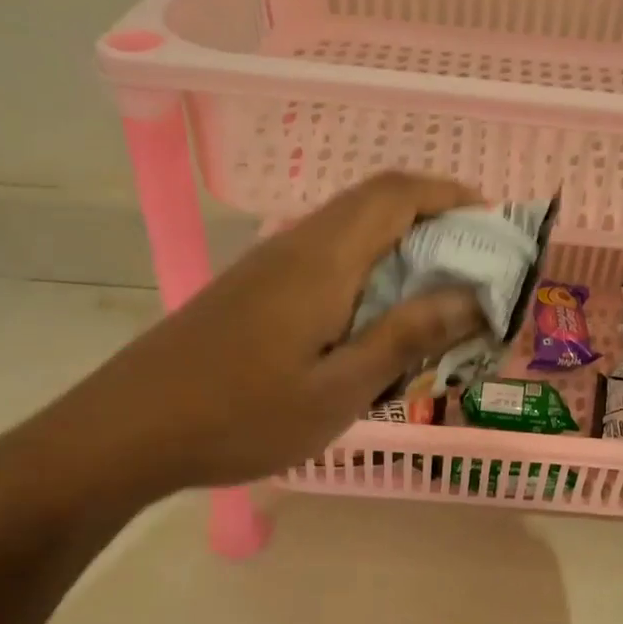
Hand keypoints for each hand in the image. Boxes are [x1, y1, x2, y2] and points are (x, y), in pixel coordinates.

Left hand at [36, 172, 486, 506]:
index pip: (397, 194)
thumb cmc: (241, 416)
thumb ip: (407, 336)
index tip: (494, 223)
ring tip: (437, 291)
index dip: (450, 195)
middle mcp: (298, 244)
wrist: (128, 429)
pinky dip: (369, 266)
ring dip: (401, 242)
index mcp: (324, 259)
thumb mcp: (339, 390)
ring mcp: (271, 262)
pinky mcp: (255, 286)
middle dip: (434, 216)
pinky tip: (375, 316)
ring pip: (350, 227)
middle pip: (375, 201)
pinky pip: (328, 255)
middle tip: (475, 262)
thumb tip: (473, 296)